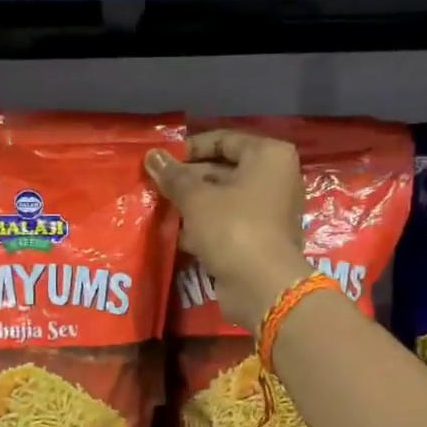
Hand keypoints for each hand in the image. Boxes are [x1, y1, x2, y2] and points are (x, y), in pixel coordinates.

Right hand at [145, 129, 311, 334]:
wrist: (262, 286)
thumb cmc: (233, 228)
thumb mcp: (196, 198)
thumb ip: (173, 176)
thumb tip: (152, 156)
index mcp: (268, 156)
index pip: (223, 140)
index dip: (189, 148)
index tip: (161, 160)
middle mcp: (274, 178)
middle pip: (223, 170)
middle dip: (187, 179)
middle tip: (154, 185)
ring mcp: (269, 210)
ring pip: (222, 199)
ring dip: (192, 204)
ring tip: (158, 206)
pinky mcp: (259, 238)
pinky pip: (227, 223)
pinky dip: (203, 226)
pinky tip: (174, 232)